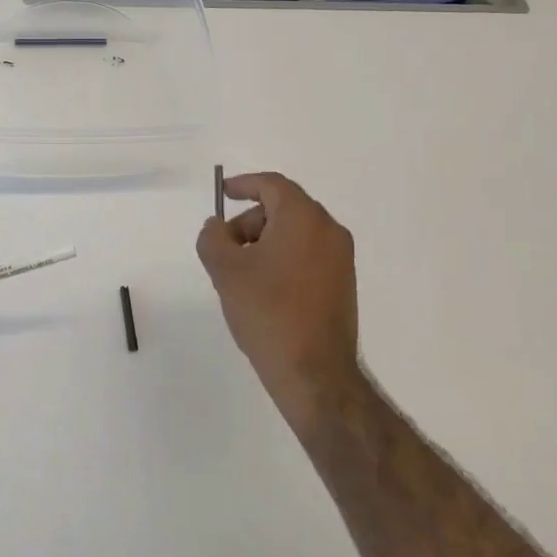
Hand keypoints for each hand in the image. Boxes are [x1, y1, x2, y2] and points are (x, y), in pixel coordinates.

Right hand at [196, 172, 363, 431]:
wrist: (313, 372)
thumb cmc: (267, 311)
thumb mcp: (225, 270)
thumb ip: (213, 238)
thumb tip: (217, 227)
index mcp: (304, 219)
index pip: (272, 185)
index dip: (244, 184)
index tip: (222, 193)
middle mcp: (329, 231)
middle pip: (283, 208)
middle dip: (249, 221)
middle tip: (225, 248)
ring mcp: (341, 259)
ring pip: (295, 233)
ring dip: (264, 242)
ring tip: (240, 274)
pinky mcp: (343, 283)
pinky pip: (308, 254)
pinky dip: (282, 258)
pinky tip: (263, 289)